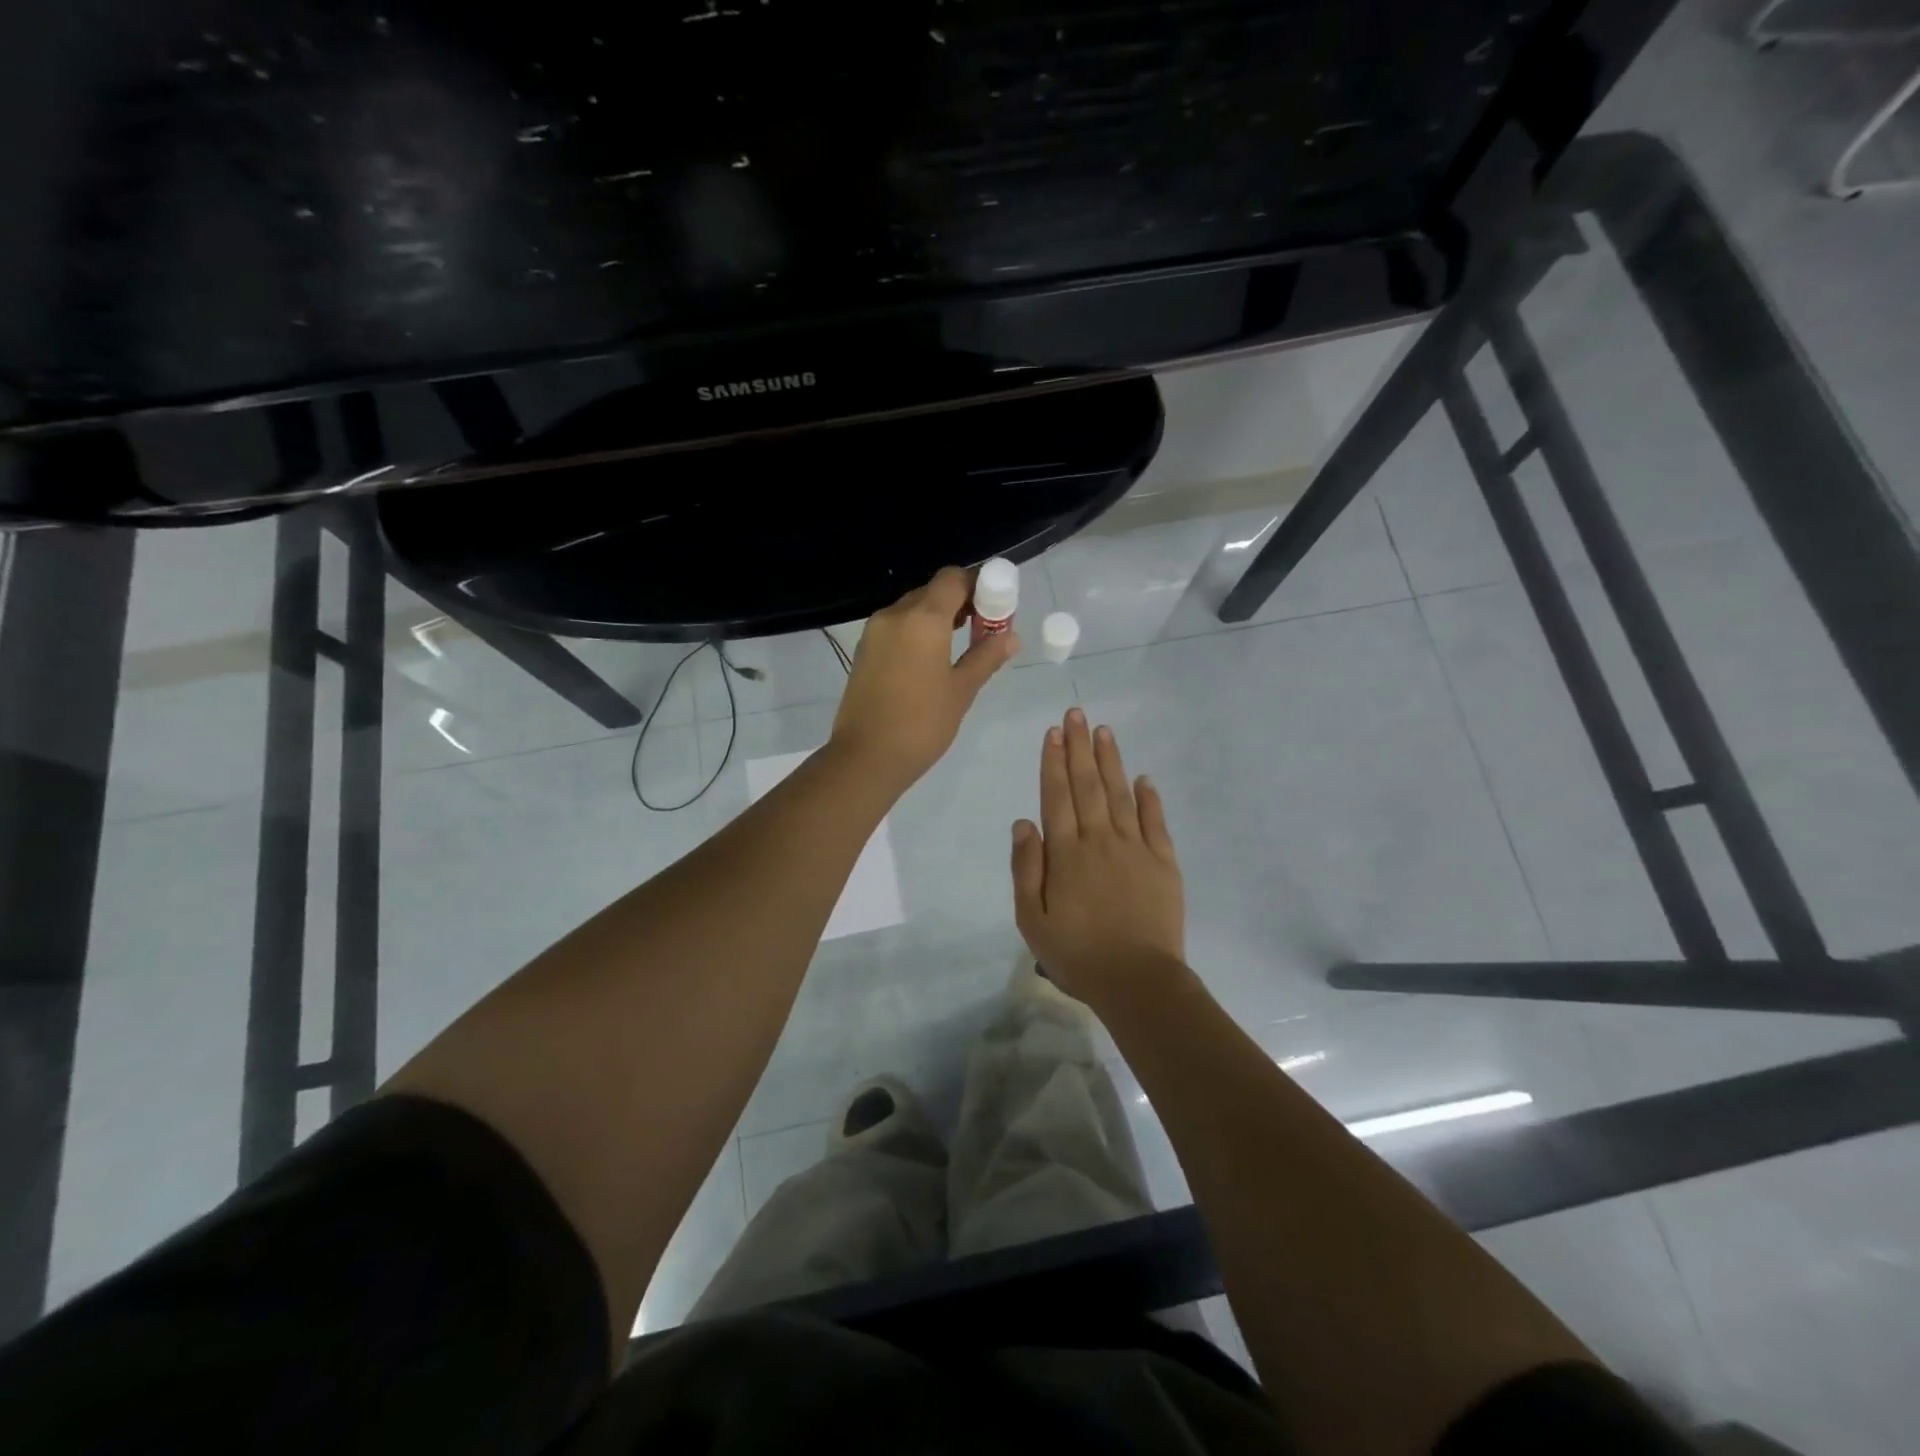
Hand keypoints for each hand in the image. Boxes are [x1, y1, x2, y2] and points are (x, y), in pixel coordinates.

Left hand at [830, 566, 1019, 791]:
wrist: (866, 757)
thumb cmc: (922, 723)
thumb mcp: (961, 690)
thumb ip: (986, 657)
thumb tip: (1011, 637)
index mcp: (923, 618)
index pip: (953, 578)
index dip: (978, 584)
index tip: (995, 606)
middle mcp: (895, 614)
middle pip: (932, 591)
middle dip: (960, 601)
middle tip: (983, 628)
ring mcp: (875, 632)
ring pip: (912, 608)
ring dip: (937, 616)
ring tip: (960, 644)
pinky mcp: (864, 650)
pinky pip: (896, 626)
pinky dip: (917, 631)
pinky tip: (931, 658)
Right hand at [1010, 708, 1185, 1004]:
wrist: (1138, 981)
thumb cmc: (1077, 954)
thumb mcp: (1032, 919)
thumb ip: (1026, 868)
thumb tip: (1023, 822)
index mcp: (1066, 853)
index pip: (1057, 796)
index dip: (1053, 762)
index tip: (1053, 733)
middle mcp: (1100, 840)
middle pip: (1087, 785)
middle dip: (1079, 747)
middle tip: (1077, 714)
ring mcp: (1135, 849)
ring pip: (1121, 794)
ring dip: (1110, 761)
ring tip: (1104, 731)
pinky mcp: (1163, 863)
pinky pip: (1156, 822)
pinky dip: (1150, 798)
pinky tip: (1144, 778)